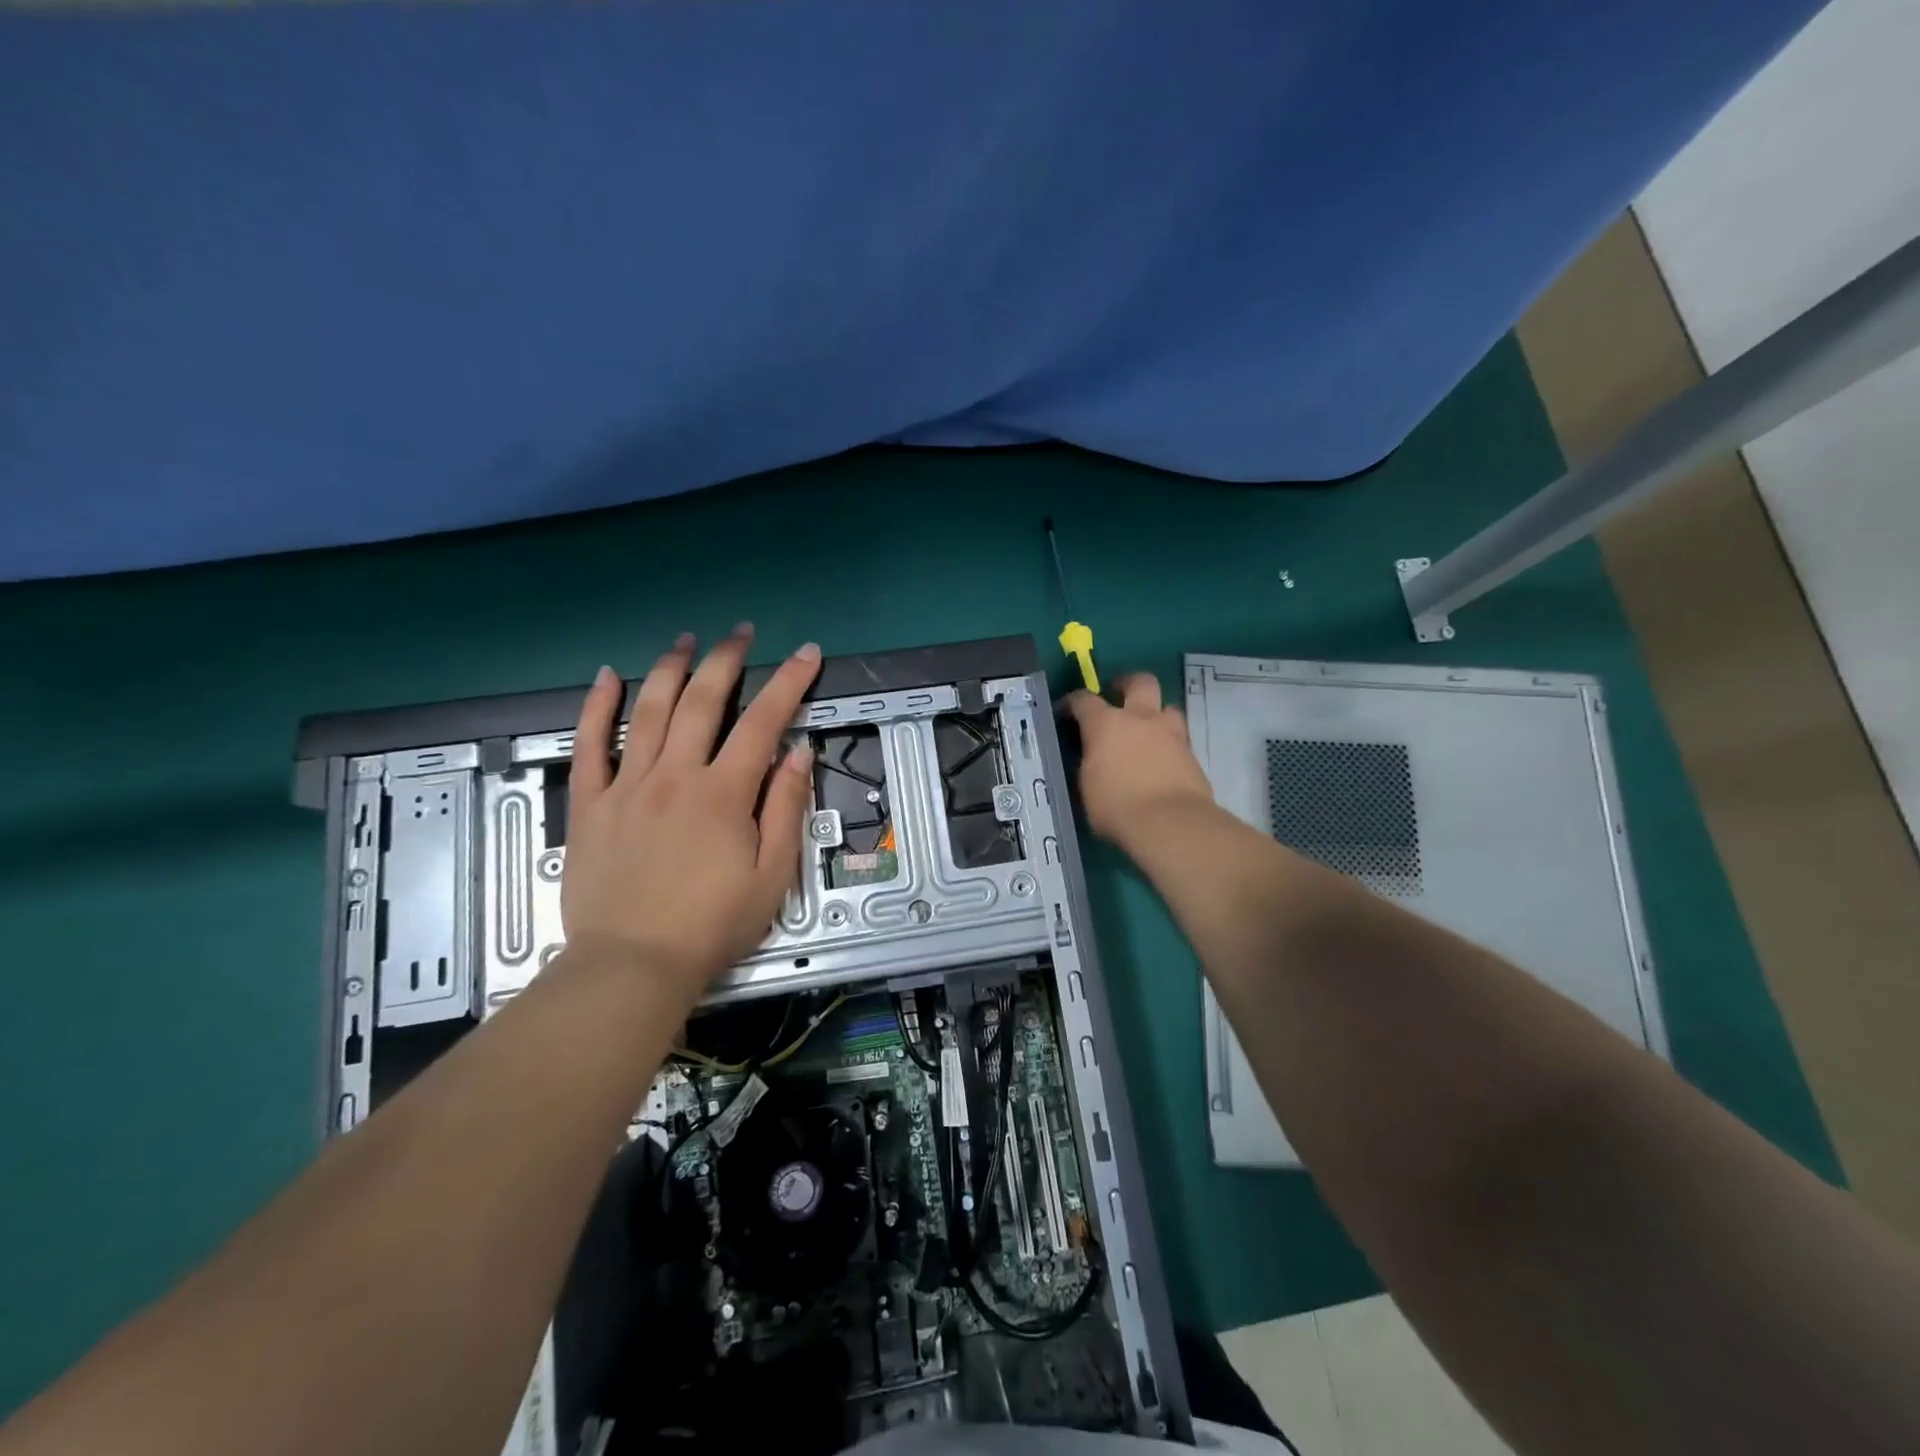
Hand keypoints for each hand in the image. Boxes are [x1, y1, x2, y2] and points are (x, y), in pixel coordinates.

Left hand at [560, 625, 820, 993]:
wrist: (632, 965)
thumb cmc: (712, 925)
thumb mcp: (772, 875)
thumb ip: (785, 809)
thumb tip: (798, 753)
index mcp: (723, 794)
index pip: (763, 723)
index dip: (789, 683)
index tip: (807, 654)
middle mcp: (674, 776)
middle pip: (701, 702)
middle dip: (726, 661)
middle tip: (740, 634)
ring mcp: (626, 786)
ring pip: (647, 711)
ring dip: (669, 669)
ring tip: (685, 640)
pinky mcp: (589, 804)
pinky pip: (588, 746)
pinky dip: (597, 707)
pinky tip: (607, 676)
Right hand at [1064, 672, 1214, 845]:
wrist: (1171, 823)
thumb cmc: (1117, 806)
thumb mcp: (1087, 788)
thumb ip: (1088, 765)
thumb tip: (1091, 760)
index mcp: (1106, 724)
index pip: (1084, 700)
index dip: (1072, 703)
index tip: (1066, 711)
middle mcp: (1141, 719)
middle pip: (1140, 682)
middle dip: (1128, 684)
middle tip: (1119, 695)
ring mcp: (1171, 734)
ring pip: (1167, 708)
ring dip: (1156, 715)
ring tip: (1147, 732)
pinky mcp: (1192, 755)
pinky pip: (1179, 740)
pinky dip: (1168, 746)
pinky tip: (1162, 763)